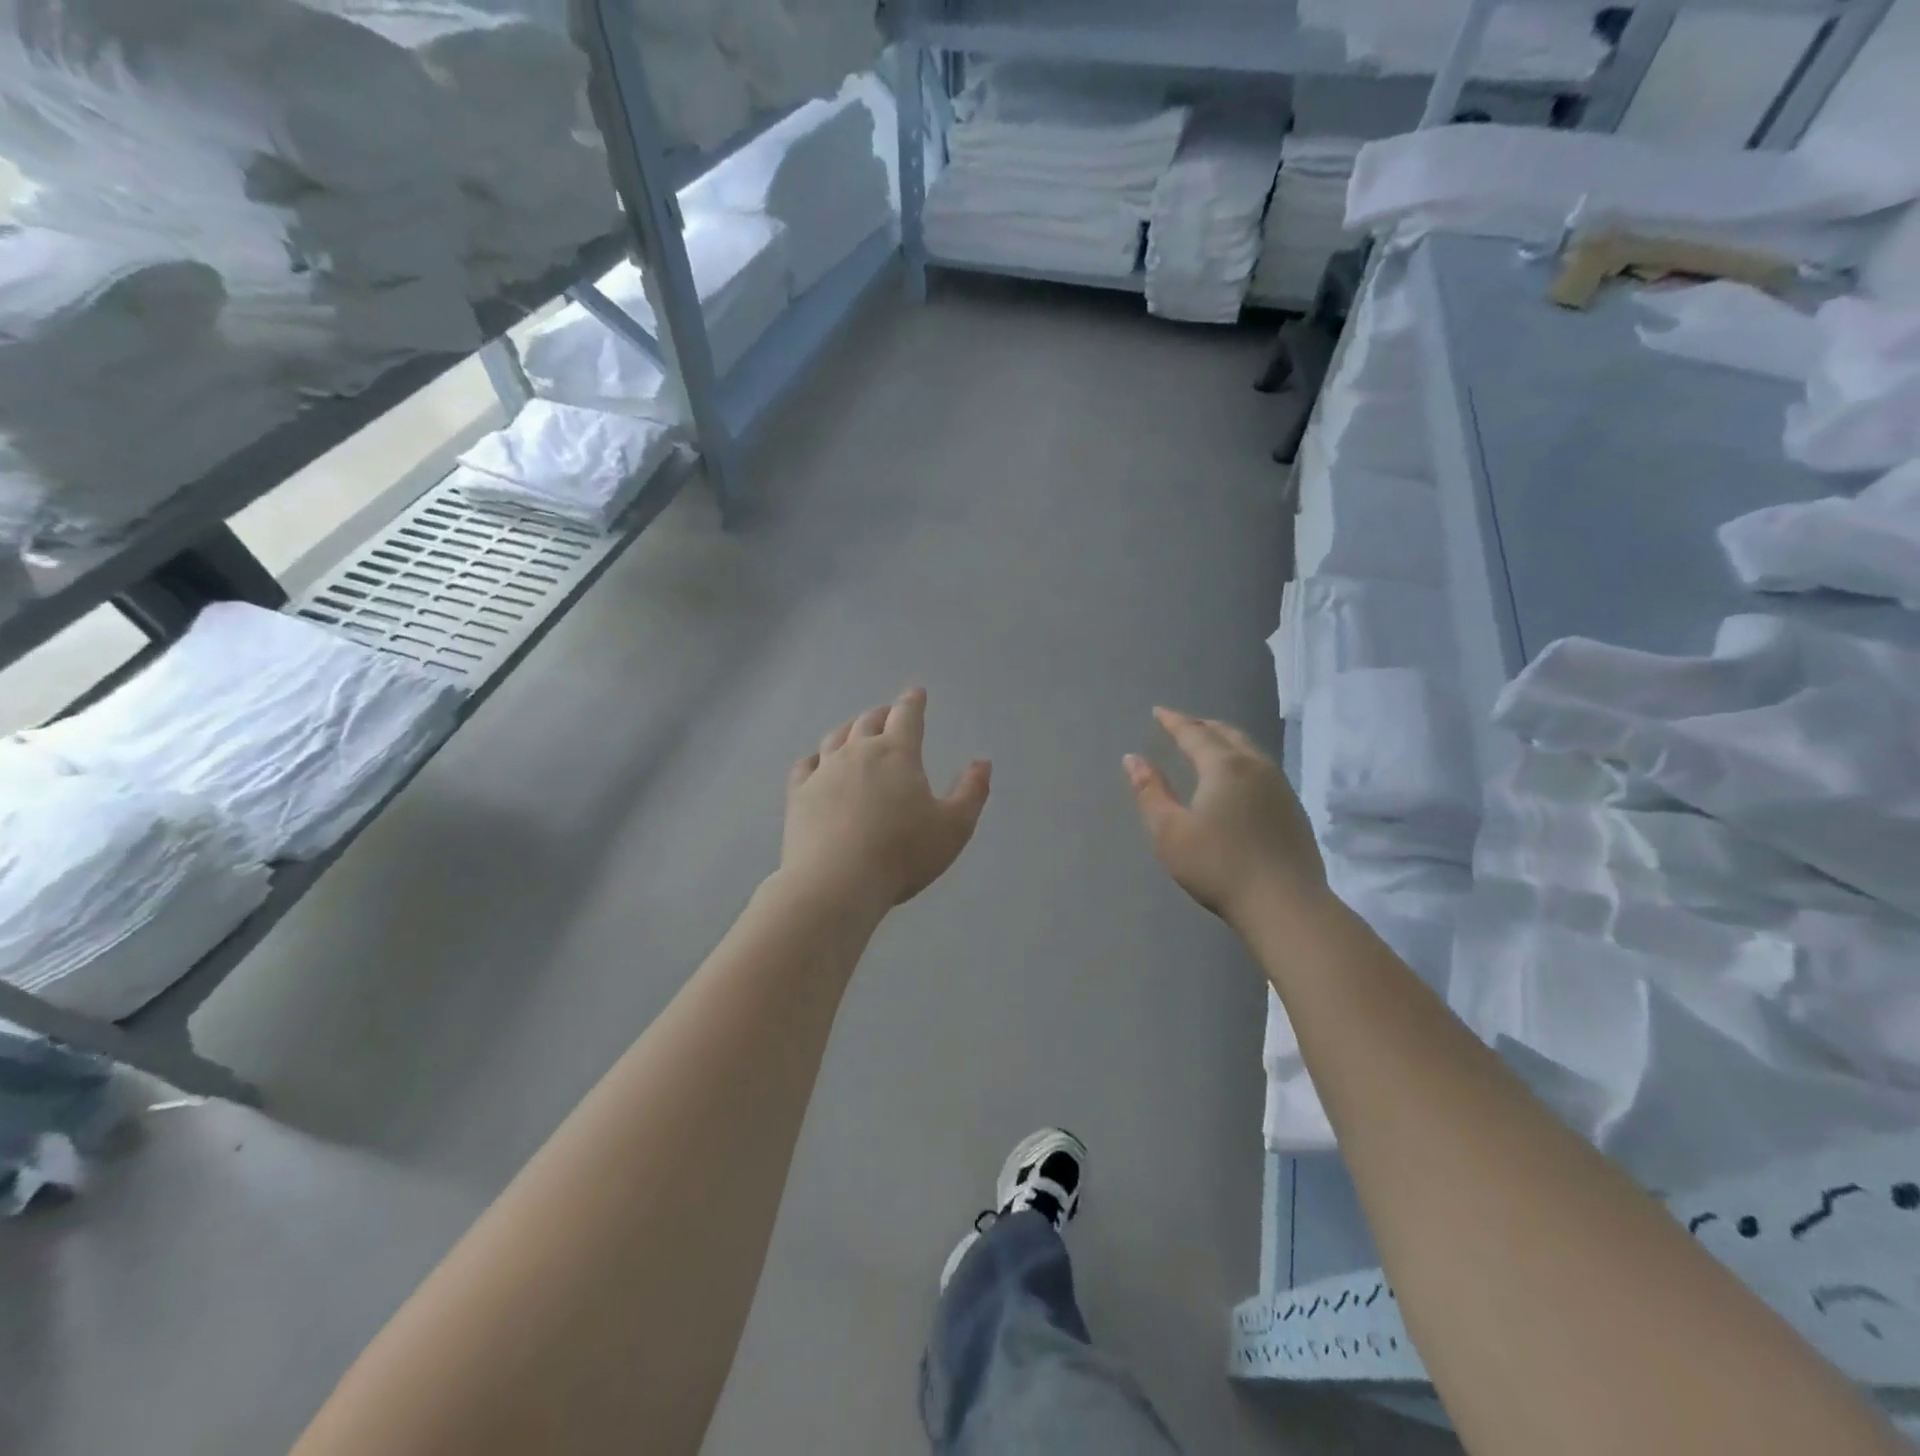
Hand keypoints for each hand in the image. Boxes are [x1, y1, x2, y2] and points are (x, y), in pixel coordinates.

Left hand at [783, 687, 991, 913]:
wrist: (836, 883)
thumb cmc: (902, 854)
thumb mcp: (954, 828)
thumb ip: (972, 792)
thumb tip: (982, 763)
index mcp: (897, 753)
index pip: (906, 715)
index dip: (913, 702)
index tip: (916, 693)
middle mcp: (857, 752)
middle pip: (869, 721)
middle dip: (883, 714)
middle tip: (889, 715)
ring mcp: (823, 771)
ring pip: (836, 738)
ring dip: (850, 730)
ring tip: (856, 732)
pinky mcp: (798, 794)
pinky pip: (806, 765)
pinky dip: (816, 758)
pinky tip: (818, 763)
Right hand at [1125, 707, 1325, 929]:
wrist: (1285, 905)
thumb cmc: (1219, 866)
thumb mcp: (1170, 832)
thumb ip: (1150, 792)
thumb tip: (1132, 758)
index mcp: (1224, 767)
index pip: (1194, 734)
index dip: (1174, 722)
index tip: (1159, 712)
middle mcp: (1256, 767)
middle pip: (1227, 735)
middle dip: (1202, 726)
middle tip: (1183, 725)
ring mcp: (1281, 788)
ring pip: (1249, 750)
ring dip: (1225, 741)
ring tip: (1209, 746)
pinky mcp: (1293, 810)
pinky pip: (1262, 769)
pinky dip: (1242, 761)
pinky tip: (1238, 779)